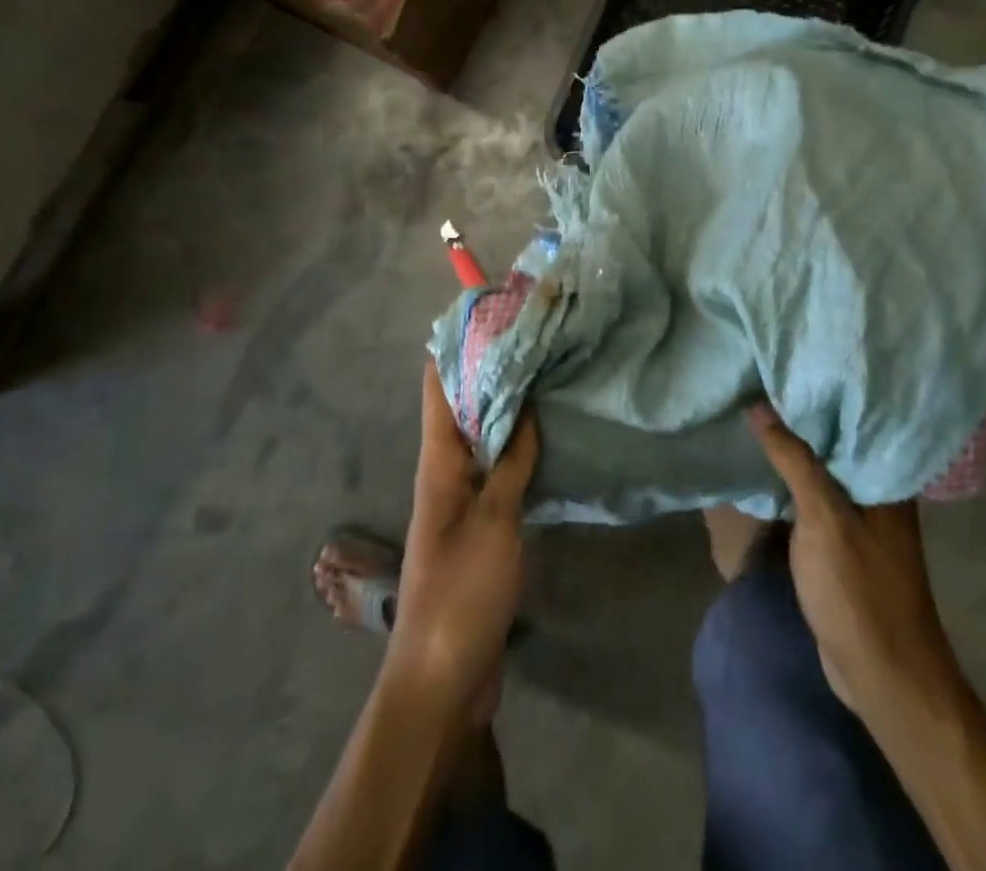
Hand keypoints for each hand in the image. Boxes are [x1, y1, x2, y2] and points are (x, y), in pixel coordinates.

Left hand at [384, 361, 538, 719]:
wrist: (443, 674)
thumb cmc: (462, 588)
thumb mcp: (494, 519)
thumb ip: (511, 460)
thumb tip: (525, 404)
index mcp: (437, 459)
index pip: (439, 384)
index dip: (458, 344)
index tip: (490, 312)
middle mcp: (445, 469)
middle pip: (464, 404)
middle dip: (492, 370)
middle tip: (534, 337)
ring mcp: (462, 496)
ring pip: (484, 435)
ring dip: (508, 407)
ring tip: (546, 374)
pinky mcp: (481, 522)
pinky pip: (498, 469)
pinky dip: (518, 447)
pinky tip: (547, 437)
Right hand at [747, 403, 956, 714]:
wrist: (883, 677)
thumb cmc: (859, 590)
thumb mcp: (823, 517)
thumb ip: (794, 460)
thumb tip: (759, 406)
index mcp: (886, 478)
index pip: (853, 418)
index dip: (819, 391)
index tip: (783, 364)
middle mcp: (878, 492)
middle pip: (834, 443)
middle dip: (799, 419)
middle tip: (757, 383)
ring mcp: (861, 520)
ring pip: (821, 472)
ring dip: (792, 452)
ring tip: (753, 414)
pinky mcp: (842, 544)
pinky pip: (813, 499)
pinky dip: (791, 484)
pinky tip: (763, 467)